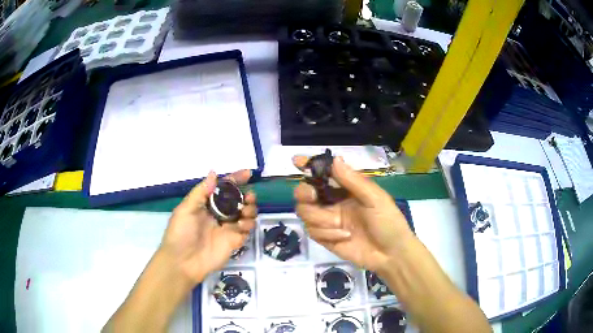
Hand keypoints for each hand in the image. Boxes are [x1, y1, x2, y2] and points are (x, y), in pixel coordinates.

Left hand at [159, 170, 256, 284]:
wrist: (183, 262)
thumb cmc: (181, 233)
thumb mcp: (186, 209)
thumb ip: (201, 192)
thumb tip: (214, 172)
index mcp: (206, 204)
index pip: (223, 188)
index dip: (235, 180)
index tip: (248, 174)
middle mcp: (219, 214)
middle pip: (238, 201)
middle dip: (246, 196)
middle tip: (249, 197)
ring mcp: (227, 228)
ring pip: (246, 214)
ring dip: (250, 209)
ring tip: (246, 210)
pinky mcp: (234, 241)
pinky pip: (247, 230)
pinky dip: (248, 224)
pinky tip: (241, 225)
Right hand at [293, 156, 414, 271]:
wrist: (391, 254)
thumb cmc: (388, 222)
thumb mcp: (375, 199)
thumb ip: (354, 181)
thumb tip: (335, 159)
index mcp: (346, 189)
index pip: (323, 174)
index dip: (309, 166)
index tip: (297, 161)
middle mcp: (333, 203)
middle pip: (305, 193)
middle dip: (304, 192)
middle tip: (312, 196)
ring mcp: (328, 221)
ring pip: (305, 212)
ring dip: (320, 218)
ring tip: (340, 225)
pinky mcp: (325, 238)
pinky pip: (312, 231)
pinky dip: (327, 233)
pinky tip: (345, 237)